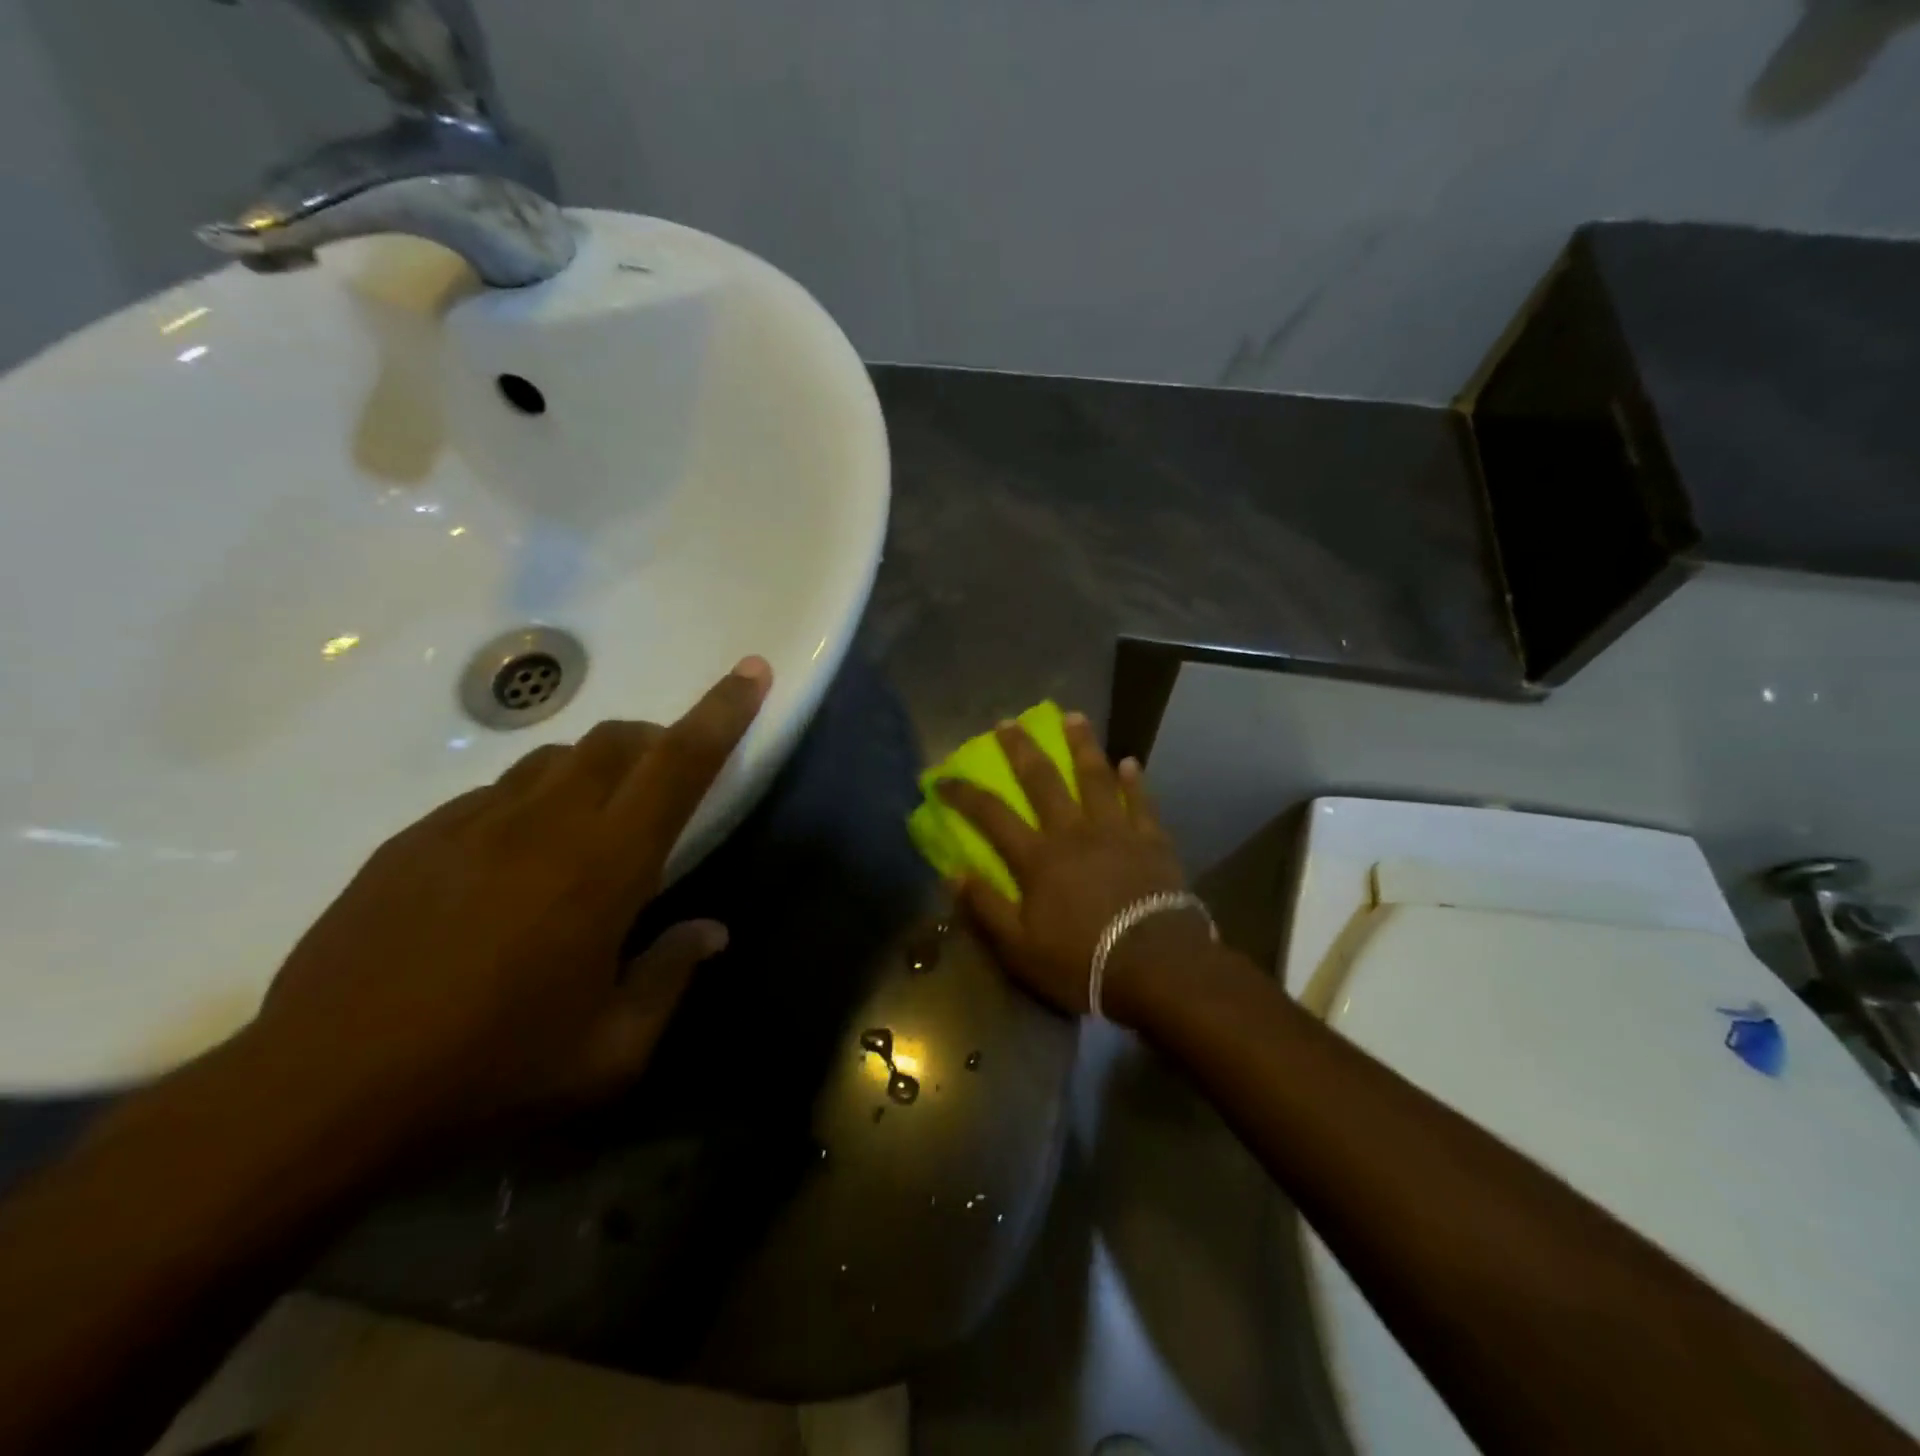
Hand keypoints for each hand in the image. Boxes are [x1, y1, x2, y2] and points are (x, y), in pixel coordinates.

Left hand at [246, 657, 772, 1143]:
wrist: (315, 1100)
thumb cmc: (491, 1076)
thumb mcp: (611, 1053)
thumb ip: (670, 977)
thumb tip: (710, 931)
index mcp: (605, 867)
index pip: (680, 763)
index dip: (723, 711)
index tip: (751, 670)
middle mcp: (542, 825)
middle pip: (616, 741)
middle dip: (658, 739)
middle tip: (670, 778)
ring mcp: (469, 825)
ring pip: (554, 760)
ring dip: (595, 770)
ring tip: (594, 824)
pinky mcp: (413, 841)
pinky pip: (493, 794)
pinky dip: (530, 804)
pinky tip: (513, 865)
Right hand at [936, 712, 1203, 1020]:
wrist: (1157, 967)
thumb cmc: (1082, 961)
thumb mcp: (1019, 948)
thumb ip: (986, 908)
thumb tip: (953, 874)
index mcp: (1038, 858)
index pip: (991, 815)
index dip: (964, 795)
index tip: (943, 778)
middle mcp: (1073, 832)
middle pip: (1043, 781)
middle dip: (1022, 750)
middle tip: (1008, 722)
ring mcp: (1116, 832)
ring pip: (1095, 778)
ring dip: (1082, 746)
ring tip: (1074, 717)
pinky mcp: (1152, 842)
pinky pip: (1141, 803)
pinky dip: (1135, 782)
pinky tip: (1130, 762)